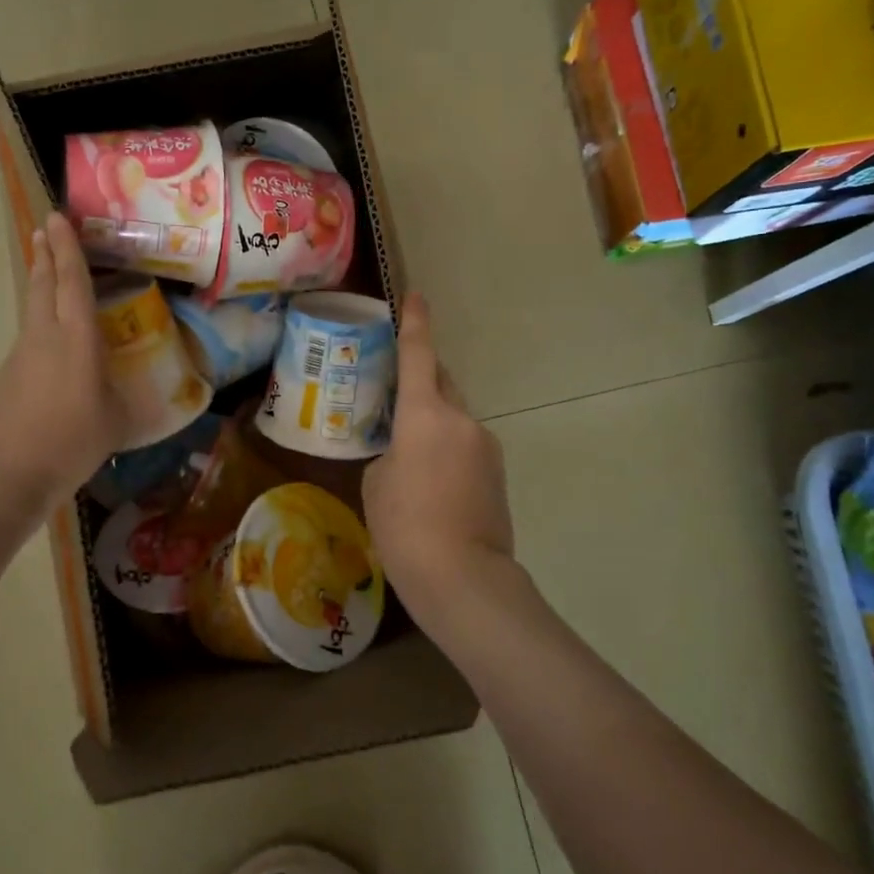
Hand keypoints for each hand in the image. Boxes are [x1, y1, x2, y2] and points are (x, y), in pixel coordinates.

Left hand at [0, 213, 127, 514]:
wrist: (9, 473)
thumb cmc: (72, 442)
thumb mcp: (118, 422)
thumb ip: (135, 404)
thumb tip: (162, 403)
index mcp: (77, 339)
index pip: (72, 282)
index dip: (68, 248)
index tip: (58, 218)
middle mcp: (45, 336)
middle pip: (42, 284)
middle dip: (45, 254)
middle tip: (45, 229)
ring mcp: (21, 355)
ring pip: (32, 308)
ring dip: (39, 285)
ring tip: (48, 273)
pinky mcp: (8, 375)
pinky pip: (29, 337)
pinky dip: (39, 324)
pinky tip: (51, 343)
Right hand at [362, 294, 514, 621]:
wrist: (463, 577)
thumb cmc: (405, 526)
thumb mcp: (376, 483)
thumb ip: (389, 453)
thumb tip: (406, 453)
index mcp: (425, 414)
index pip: (419, 355)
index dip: (415, 323)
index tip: (415, 296)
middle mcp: (462, 420)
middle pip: (441, 382)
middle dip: (421, 378)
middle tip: (395, 389)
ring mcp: (485, 446)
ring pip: (454, 418)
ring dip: (433, 423)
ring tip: (408, 456)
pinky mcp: (498, 473)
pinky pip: (466, 446)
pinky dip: (447, 451)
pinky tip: (431, 485)